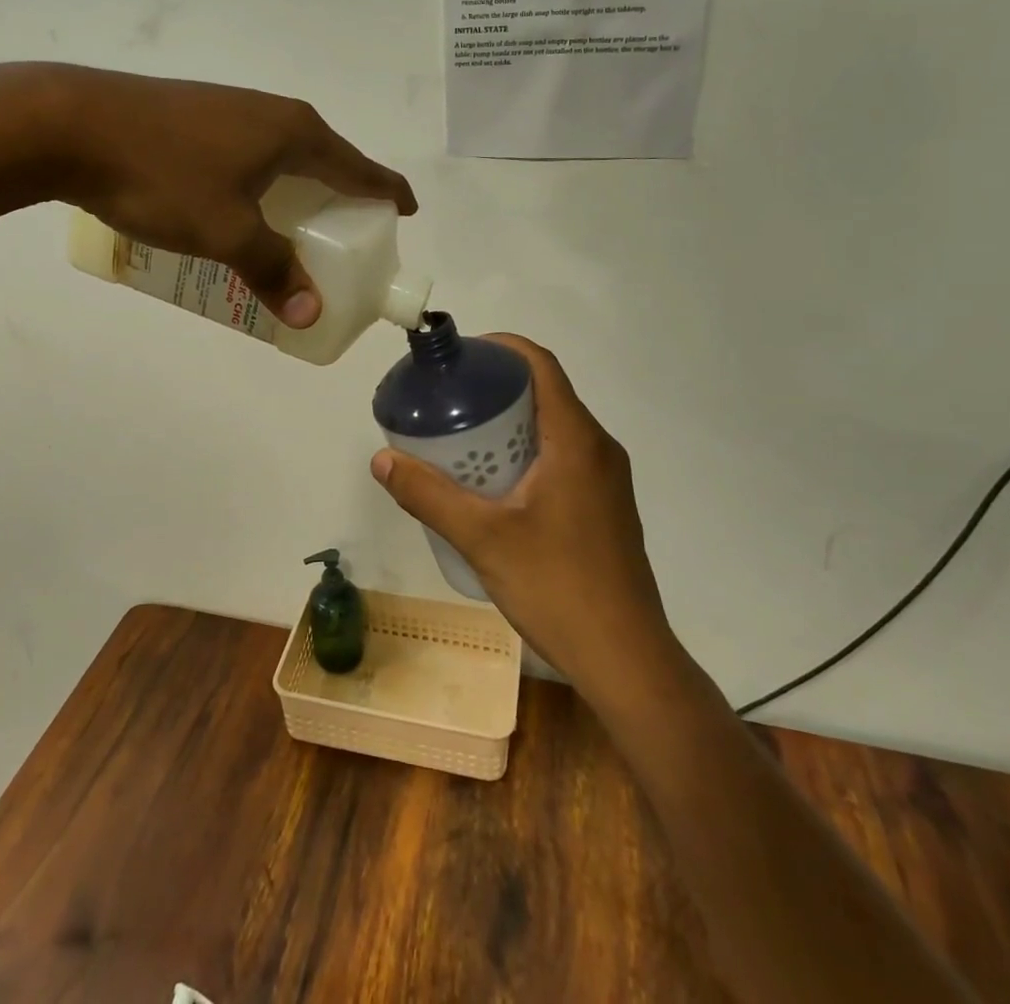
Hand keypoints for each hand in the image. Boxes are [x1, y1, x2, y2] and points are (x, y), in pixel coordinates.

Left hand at [33, 65, 415, 326]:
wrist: (68, 124)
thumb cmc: (162, 175)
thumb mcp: (225, 232)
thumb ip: (271, 270)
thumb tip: (309, 314)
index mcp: (294, 133)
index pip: (359, 166)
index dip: (387, 191)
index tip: (407, 212)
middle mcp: (271, 113)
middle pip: (325, 159)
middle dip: (341, 198)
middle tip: (345, 239)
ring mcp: (230, 110)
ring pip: (283, 157)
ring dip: (297, 192)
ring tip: (295, 230)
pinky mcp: (195, 116)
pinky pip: (250, 155)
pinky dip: (262, 185)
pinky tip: (240, 208)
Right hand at [370, 335, 672, 699]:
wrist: (627, 660)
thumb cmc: (558, 587)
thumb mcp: (483, 538)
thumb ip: (429, 495)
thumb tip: (382, 458)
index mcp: (577, 440)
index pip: (541, 365)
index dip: (500, 348)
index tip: (459, 357)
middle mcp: (599, 449)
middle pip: (546, 393)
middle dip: (496, 388)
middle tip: (447, 400)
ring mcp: (607, 480)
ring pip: (554, 428)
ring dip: (510, 422)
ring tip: (460, 439)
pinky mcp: (605, 507)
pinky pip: (563, 457)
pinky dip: (526, 451)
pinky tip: (492, 484)